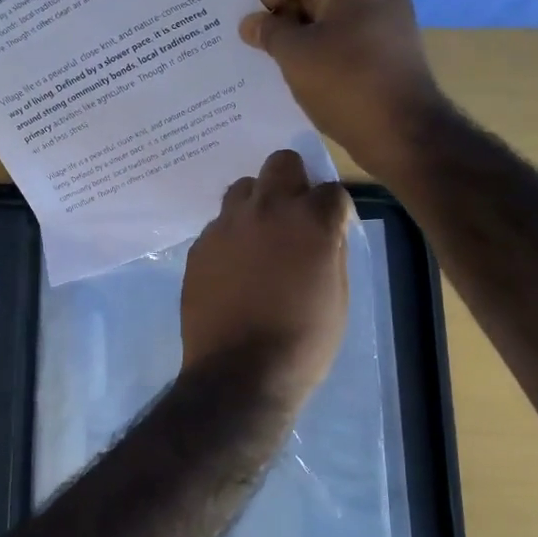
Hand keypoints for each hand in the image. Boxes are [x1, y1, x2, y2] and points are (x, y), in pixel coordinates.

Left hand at [180, 149, 352, 406]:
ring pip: (243, 188)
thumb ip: (332, 250)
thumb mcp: (337, 297)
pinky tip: (233, 266)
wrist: (240, 373)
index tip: (331, 227)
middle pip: (281, 163)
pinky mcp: (200, 245)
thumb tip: (326, 230)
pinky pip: (219, 224)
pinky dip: (231, 235)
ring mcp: (227, 225)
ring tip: (259, 237)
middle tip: (293, 215)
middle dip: (293, 181)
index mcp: (311, 221)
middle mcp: (267, 209)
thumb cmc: (303, 342)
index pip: (331, 189)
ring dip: (257, 203)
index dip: (334, 208)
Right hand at [241, 0, 448, 174]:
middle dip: (282, 17)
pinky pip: (346, 36)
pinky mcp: (391, 45)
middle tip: (256, 48)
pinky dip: (322, 49)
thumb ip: (268, 31)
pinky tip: (306, 73)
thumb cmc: (345, 84)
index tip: (245, 30)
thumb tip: (250, 22)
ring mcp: (388, 16)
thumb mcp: (295, 55)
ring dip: (300, 36)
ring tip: (276, 63)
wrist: (403, 132)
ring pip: (330, 16)